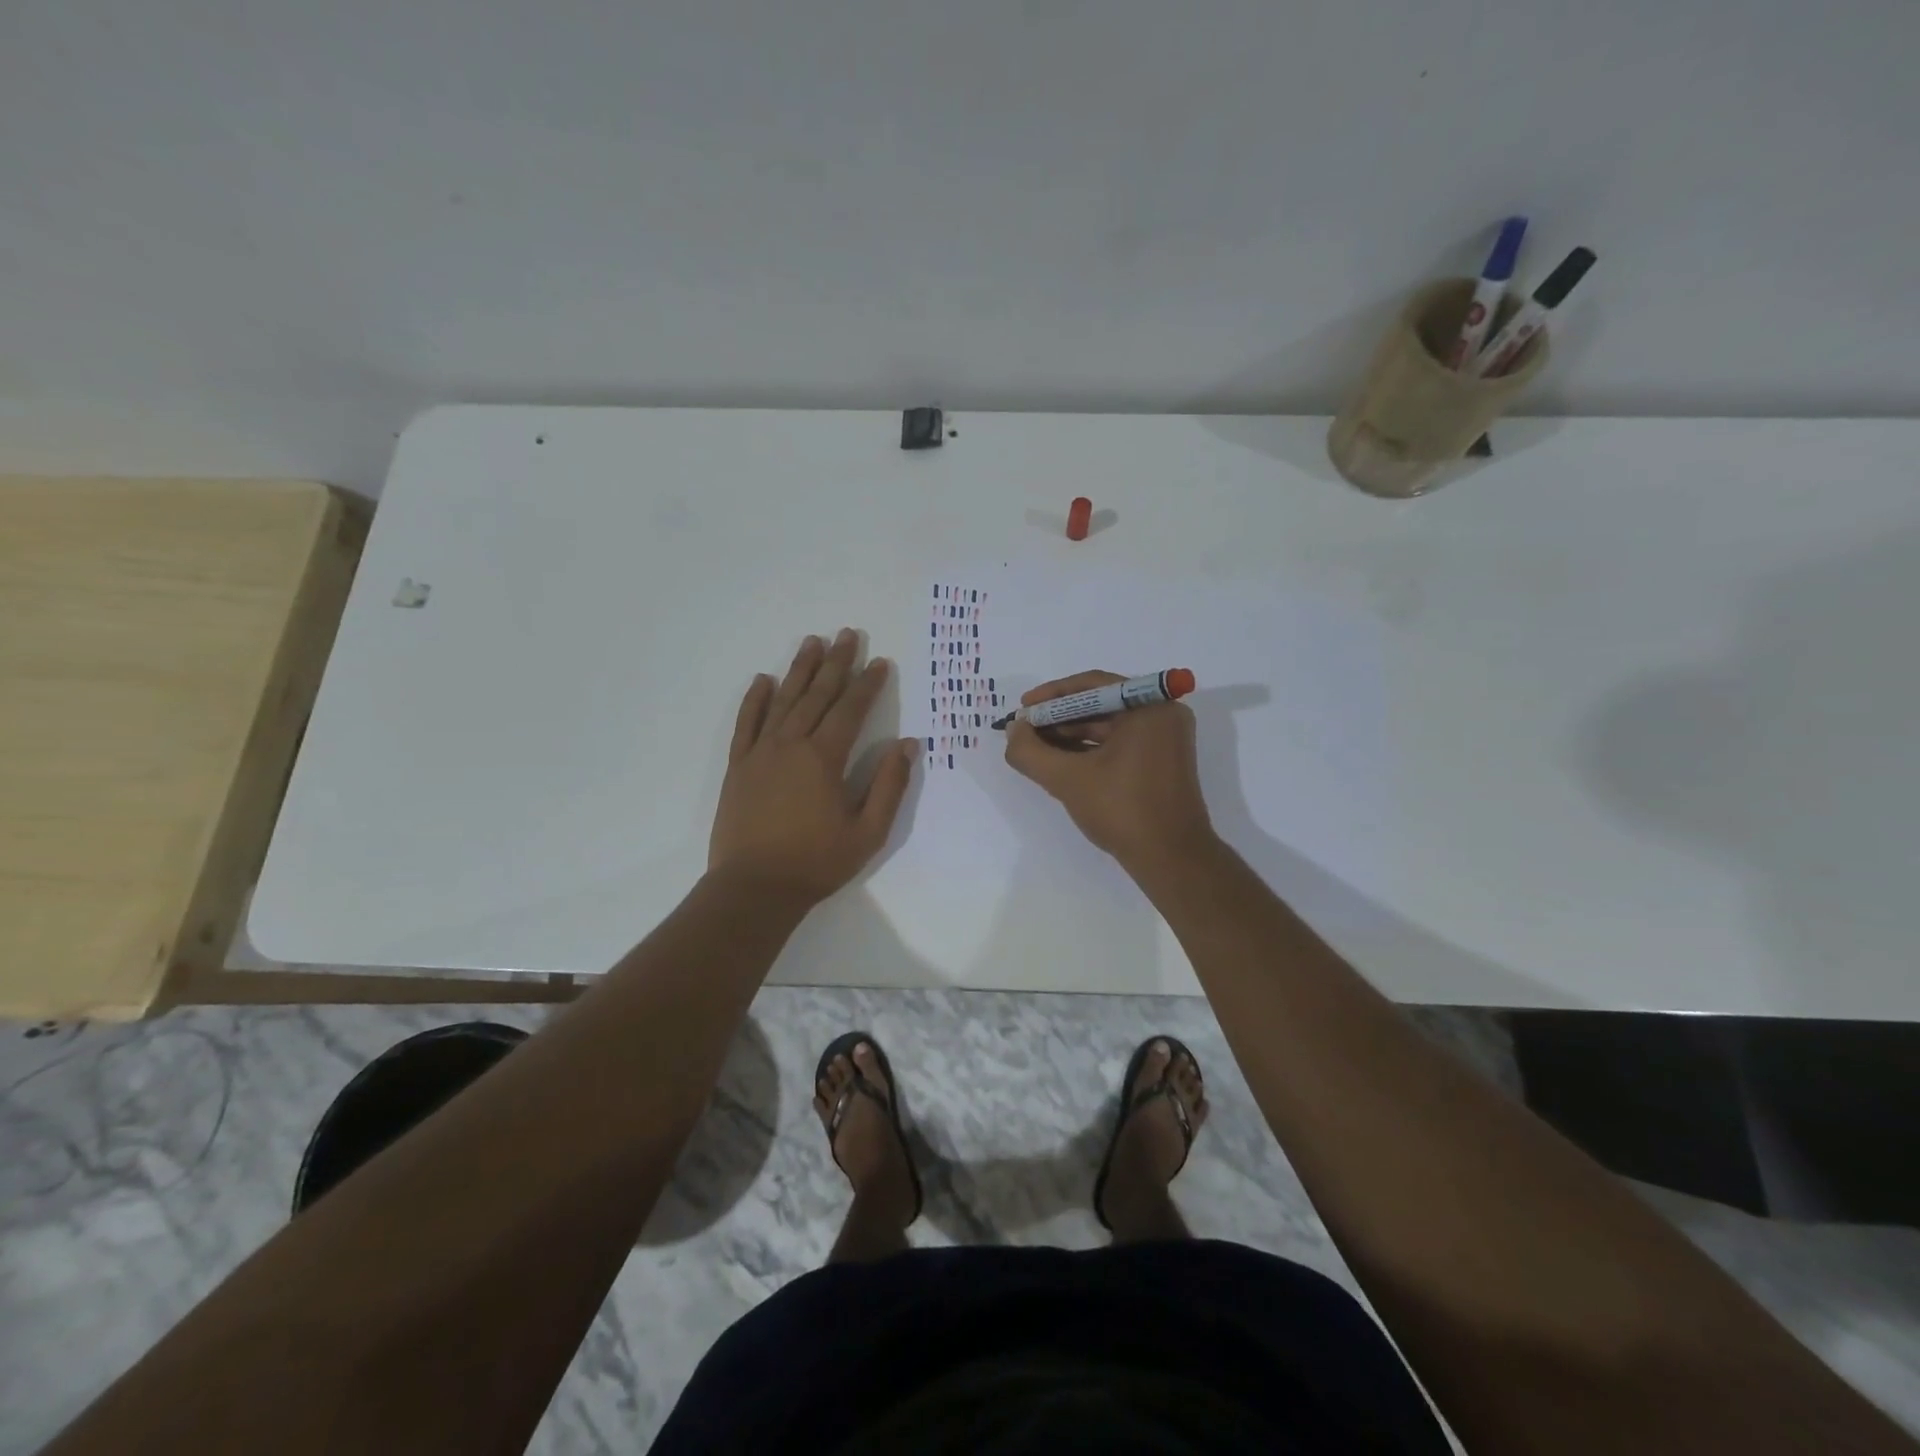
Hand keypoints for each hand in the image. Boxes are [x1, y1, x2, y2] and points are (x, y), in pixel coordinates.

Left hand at [709, 629, 916, 903]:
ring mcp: (760, 753)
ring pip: (783, 701)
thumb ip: (889, 785)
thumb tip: (908, 745)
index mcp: (824, 759)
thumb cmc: (817, 862)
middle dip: (836, 664)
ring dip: (799, 670)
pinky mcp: (738, 766)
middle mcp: (791, 745)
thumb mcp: (868, 831)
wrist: (754, 888)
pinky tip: (763, 680)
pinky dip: (754, 699)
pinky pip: (746, 723)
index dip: (867, 685)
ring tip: (812, 642)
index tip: (880, 662)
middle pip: (817, 695)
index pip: (850, 710)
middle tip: (847, 634)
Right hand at [1003, 670, 1214, 870]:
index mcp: (1149, 707)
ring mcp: (1165, 739)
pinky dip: (1090, 750)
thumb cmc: (1122, 810)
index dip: (1051, 696)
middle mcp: (1163, 714)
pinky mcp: (1162, 761)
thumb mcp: (1067, 779)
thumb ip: (1031, 751)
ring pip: (1108, 726)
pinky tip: (1061, 762)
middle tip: (1024, 731)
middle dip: (1058, 718)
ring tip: (1036, 749)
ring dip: (1071, 735)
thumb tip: (1013, 730)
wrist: (1171, 859)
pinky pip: (1119, 743)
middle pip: (1100, 704)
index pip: (1091, 685)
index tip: (1023, 710)